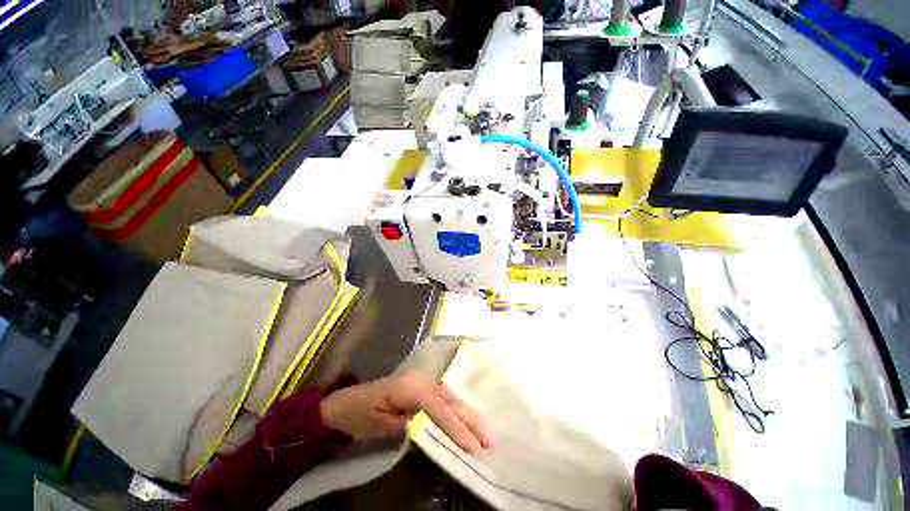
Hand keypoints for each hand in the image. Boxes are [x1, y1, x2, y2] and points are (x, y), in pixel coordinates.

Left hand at [319, 369, 494, 452]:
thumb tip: (432, 430)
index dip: (456, 428)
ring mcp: (423, 382)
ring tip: (487, 433)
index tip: (473, 447)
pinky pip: (445, 400)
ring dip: (469, 416)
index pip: (439, 408)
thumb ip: (407, 425)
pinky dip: (458, 412)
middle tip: (491, 439)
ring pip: (451, 399)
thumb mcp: (380, 425)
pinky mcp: (422, 389)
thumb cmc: (360, 414)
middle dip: (471, 419)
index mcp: (410, 387)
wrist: (347, 402)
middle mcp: (421, 380)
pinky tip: (469, 421)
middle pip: (450, 400)